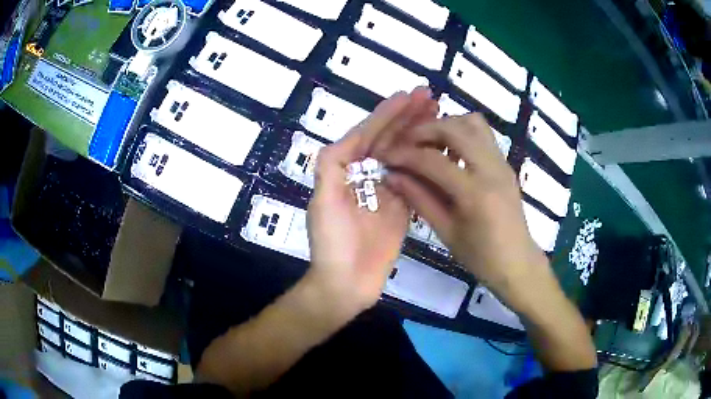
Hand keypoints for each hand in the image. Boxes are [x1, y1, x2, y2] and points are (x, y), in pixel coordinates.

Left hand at [306, 88, 437, 318]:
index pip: (368, 134)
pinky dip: (426, 161)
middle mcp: (364, 175)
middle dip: (407, 117)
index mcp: (344, 170)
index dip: (387, 114)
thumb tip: (347, 138)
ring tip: (438, 114)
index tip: (408, 96)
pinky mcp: (401, 208)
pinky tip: (440, 147)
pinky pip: (414, 178)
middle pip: (388, 139)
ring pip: (403, 154)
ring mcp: (385, 191)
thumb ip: (331, 166)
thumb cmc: (331, 244)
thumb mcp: (322, 202)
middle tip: (430, 97)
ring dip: (418, 132)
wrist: (346, 284)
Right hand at [374, 113, 548, 301]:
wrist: (517, 261)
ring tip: (430, 144)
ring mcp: (502, 162)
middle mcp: (491, 169)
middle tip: (406, 144)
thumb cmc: (481, 256)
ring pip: (472, 122)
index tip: (386, 157)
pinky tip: (450, 152)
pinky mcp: (505, 163)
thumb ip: (419, 199)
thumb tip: (392, 176)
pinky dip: (462, 132)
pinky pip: (482, 133)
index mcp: (475, 193)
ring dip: (446, 126)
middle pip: (455, 128)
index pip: (433, 160)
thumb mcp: (446, 232)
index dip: (405, 155)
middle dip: (425, 130)